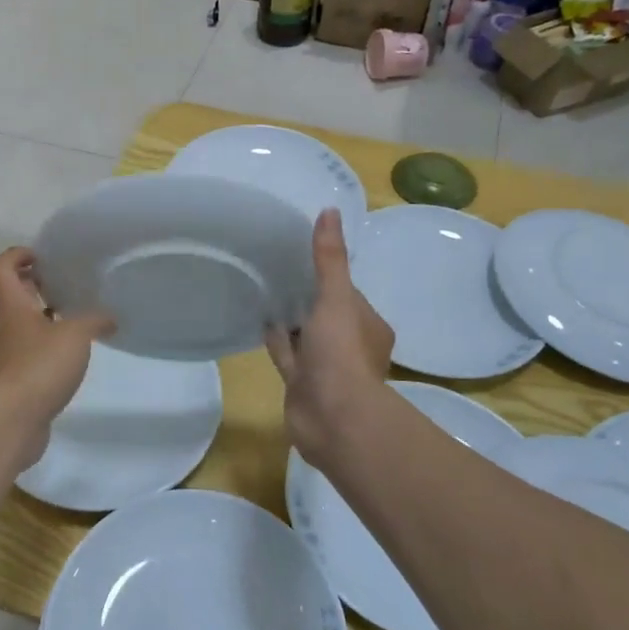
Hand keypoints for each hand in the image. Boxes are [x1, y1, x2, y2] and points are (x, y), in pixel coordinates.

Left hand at [0, 247, 113, 461]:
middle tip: (67, 284)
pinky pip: (32, 354)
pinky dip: (50, 349)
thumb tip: (110, 318)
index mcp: (13, 307)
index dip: (17, 255)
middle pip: (14, 296)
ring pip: (25, 326)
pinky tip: (73, 357)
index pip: (2, 268)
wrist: (11, 421)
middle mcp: (6, 327)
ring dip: (46, 319)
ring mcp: (9, 356)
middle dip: (37, 286)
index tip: (41, 256)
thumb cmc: (38, 367)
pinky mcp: (17, 382)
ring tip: (79, 320)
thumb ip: (94, 321)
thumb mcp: (75, 336)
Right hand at [266, 209, 393, 472]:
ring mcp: (325, 368)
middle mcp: (350, 347)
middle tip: (282, 271)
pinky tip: (261, 322)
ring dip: (292, 320)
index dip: (330, 278)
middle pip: (327, 316)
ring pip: (306, 337)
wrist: (332, 418)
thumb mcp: (336, 298)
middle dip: (310, 298)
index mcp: (368, 327)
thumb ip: (329, 259)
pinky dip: (277, 340)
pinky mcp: (301, 385)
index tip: (308, 258)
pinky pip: (288, 356)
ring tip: (268, 291)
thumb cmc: (341, 354)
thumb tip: (329, 211)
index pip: (348, 295)